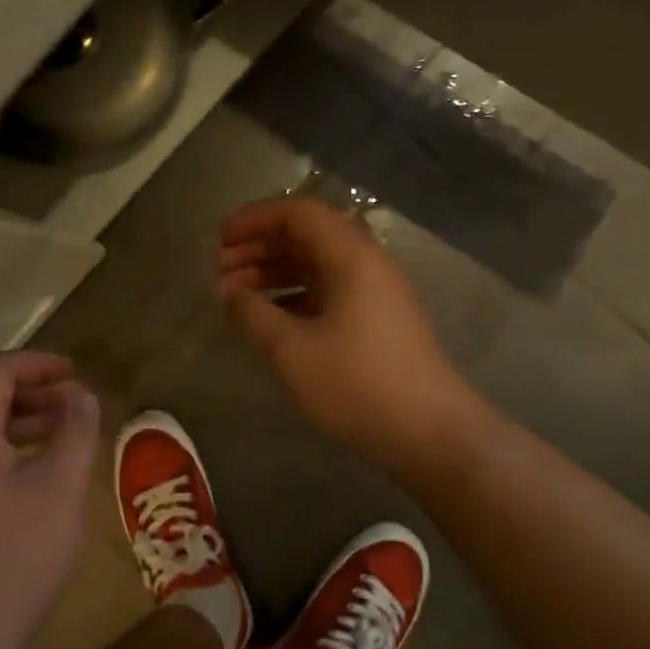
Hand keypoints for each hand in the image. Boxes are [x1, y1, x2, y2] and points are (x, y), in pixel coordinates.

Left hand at [0, 351, 99, 648]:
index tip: (75, 372)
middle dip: (35, 392)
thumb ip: (76, 432)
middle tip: (79, 405)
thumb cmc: (14, 556)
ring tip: (69, 437)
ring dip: (26, 424)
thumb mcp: (60, 488)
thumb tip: (83, 396)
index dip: (37, 363)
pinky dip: (14, 453)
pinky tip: (43, 480)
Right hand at [217, 198, 478, 467]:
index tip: (220, 239)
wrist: (430, 435)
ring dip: (274, 272)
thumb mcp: (291, 349)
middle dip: (259, 246)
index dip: (255, 219)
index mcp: (351, 257)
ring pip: (316, 265)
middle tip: (219, 269)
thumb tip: (228, 291)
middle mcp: (366, 264)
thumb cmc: (356, 384)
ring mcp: (375, 293)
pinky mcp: (376, 321)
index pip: (298, 213)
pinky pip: (327, 290)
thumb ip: (253, 313)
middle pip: (307, 236)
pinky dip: (293, 295)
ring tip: (235, 294)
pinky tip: (269, 317)